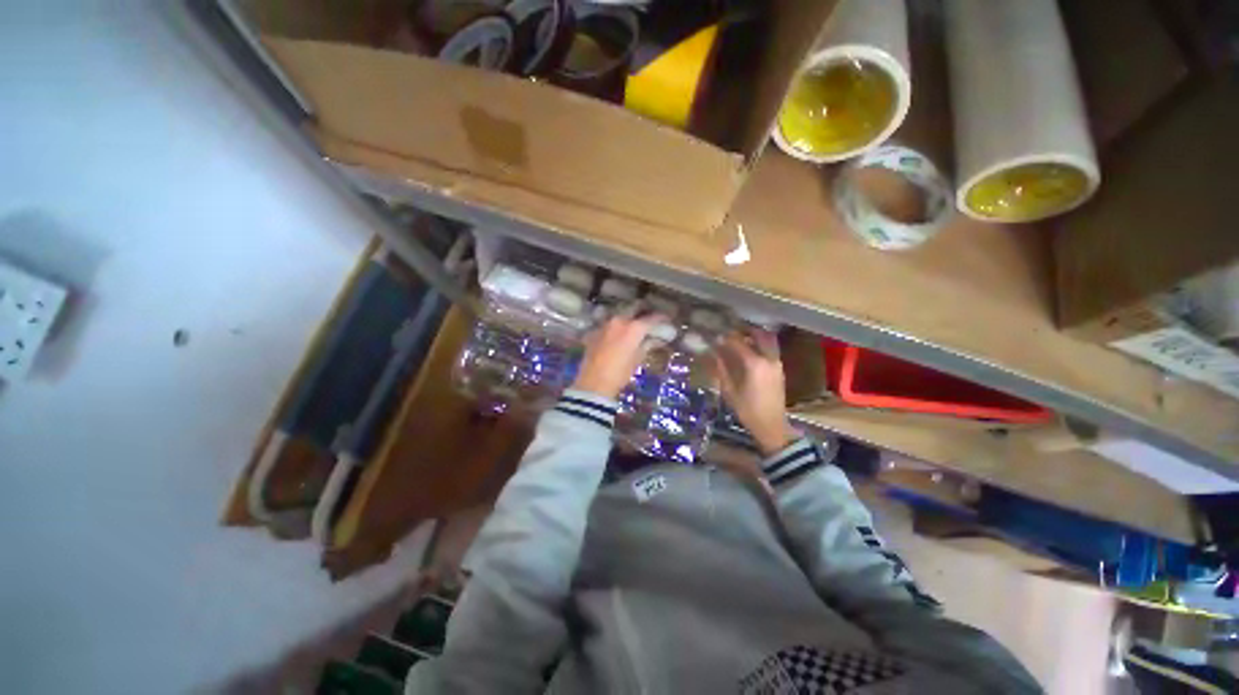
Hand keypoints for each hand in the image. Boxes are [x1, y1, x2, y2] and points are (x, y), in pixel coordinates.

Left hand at [571, 314, 665, 399]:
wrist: (593, 383)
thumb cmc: (620, 373)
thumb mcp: (637, 360)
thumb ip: (647, 345)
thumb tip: (655, 339)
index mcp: (633, 328)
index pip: (651, 318)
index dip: (661, 318)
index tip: (666, 319)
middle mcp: (619, 320)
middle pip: (634, 308)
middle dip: (643, 310)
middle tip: (649, 316)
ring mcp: (605, 324)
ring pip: (620, 313)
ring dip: (628, 316)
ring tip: (635, 323)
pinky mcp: (594, 331)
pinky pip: (609, 322)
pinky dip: (616, 325)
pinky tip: (619, 332)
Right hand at [715, 330, 798, 455]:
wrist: (772, 426)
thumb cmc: (747, 410)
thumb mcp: (729, 391)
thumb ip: (721, 369)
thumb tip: (714, 354)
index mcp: (754, 364)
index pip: (738, 343)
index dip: (726, 338)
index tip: (716, 336)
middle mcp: (768, 359)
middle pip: (759, 335)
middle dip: (745, 331)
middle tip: (732, 332)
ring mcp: (777, 364)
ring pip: (768, 341)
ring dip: (755, 337)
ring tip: (741, 340)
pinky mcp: (780, 370)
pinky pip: (771, 350)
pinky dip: (761, 346)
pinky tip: (750, 352)